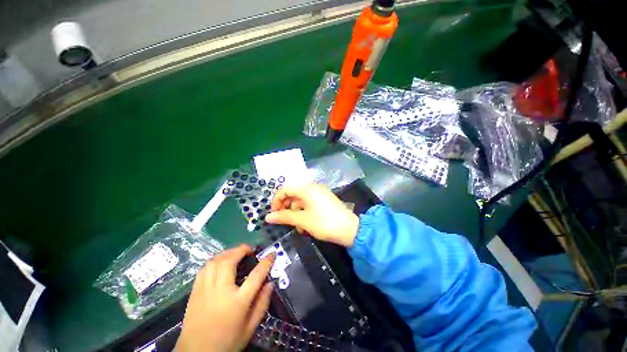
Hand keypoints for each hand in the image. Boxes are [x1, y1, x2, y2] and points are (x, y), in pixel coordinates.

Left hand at [176, 245, 274, 351]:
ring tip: (236, 253)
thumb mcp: (250, 328)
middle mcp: (220, 291)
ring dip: (228, 252)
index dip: (266, 262)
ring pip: (215, 261)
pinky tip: (220, 262)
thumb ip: (262, 304)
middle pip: (230, 261)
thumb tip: (270, 283)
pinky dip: (214, 260)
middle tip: (250, 250)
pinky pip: (204, 268)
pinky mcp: (195, 291)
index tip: (272, 254)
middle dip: (242, 249)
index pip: (256, 275)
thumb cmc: (227, 342)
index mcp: (237, 302)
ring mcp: (205, 290)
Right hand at [265, 184, 358, 246]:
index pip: (285, 189)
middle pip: (293, 195)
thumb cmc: (324, 223)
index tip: (273, 214)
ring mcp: (320, 193)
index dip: (276, 201)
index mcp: (306, 188)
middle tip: (284, 221)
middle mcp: (312, 187)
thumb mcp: (302, 220)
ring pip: (301, 201)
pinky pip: (309, 204)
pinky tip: (306, 226)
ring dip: (296, 213)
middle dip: (287, 208)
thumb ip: (284, 217)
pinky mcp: (324, 200)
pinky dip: (305, 213)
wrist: (350, 229)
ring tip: (298, 228)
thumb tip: (267, 217)